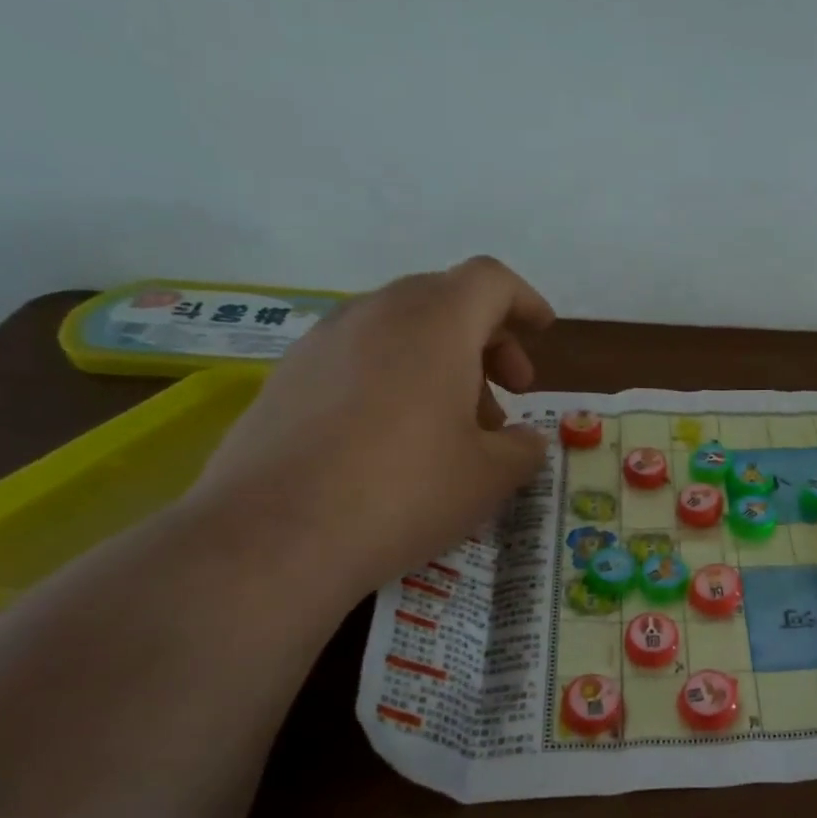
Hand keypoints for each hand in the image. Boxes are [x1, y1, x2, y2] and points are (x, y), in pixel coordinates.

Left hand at [185, 257, 553, 597]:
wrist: (273, 536)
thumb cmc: (405, 491)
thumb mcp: (491, 477)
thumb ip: (524, 448)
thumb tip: (524, 441)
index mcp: (435, 324)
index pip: (490, 281)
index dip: (524, 300)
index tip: (543, 333)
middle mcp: (375, 314)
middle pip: (444, 299)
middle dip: (486, 339)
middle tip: (507, 394)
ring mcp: (322, 342)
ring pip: (398, 329)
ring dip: (440, 362)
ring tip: (454, 427)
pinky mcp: (287, 377)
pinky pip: (357, 357)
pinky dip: (394, 378)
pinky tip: (395, 439)